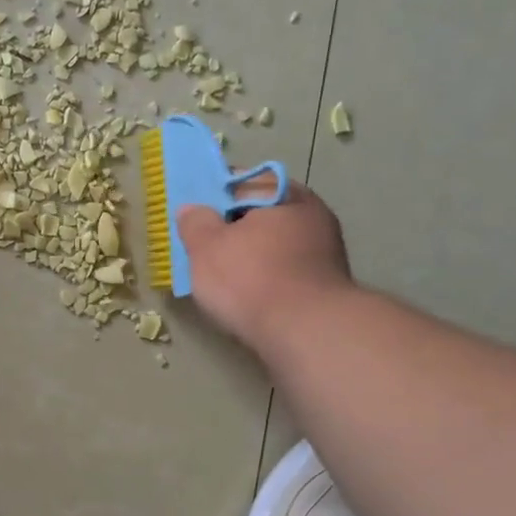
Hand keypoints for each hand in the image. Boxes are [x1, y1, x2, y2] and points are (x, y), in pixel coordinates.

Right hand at [177, 184, 354, 350]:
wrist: (305, 333)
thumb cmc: (251, 278)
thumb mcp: (206, 246)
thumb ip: (195, 223)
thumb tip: (192, 209)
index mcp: (285, 194)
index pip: (244, 181)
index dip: (215, 194)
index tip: (194, 212)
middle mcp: (312, 215)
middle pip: (262, 214)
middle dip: (233, 226)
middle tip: (203, 244)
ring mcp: (324, 251)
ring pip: (274, 244)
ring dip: (250, 254)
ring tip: (220, 273)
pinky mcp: (324, 285)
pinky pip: (284, 270)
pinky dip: (265, 277)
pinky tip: (246, 294)